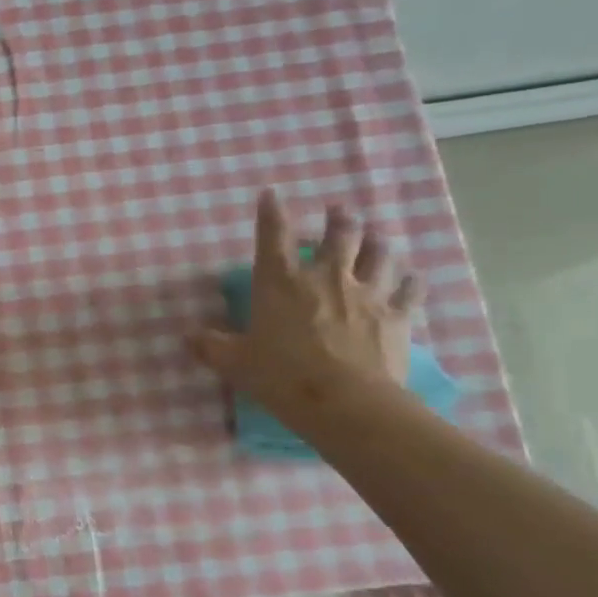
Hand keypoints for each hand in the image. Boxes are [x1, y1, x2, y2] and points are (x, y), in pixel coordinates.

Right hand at [188, 190, 422, 427]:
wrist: (344, 401)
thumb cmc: (280, 376)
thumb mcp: (233, 363)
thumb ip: (210, 346)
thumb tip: (187, 337)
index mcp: (280, 282)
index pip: (274, 236)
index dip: (271, 212)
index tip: (271, 194)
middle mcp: (325, 277)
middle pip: (339, 235)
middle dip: (338, 219)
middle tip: (339, 211)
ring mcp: (367, 294)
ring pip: (378, 254)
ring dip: (376, 242)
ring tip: (374, 237)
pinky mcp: (397, 316)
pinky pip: (409, 289)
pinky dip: (409, 281)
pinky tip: (410, 278)